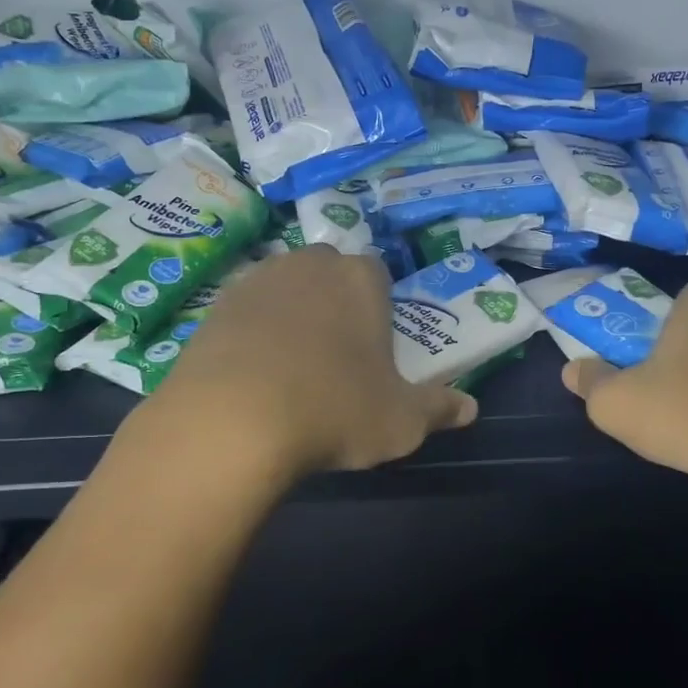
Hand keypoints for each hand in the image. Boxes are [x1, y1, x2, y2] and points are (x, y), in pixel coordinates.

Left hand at [126, 245, 477, 480]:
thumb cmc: (334, 411)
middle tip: (335, 354)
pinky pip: (247, 310)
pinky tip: (252, 372)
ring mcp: (259, 280)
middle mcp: (311, 265)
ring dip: (292, 312)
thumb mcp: (401, 422)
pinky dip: (253, 331)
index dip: (378, 306)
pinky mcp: (216, 306)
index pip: (377, 273)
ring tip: (290, 365)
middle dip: (335, 301)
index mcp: (361, 279)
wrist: (230, 421)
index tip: (374, 345)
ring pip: (286, 287)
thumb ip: (438, 409)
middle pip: (329, 273)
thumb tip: (470, 408)